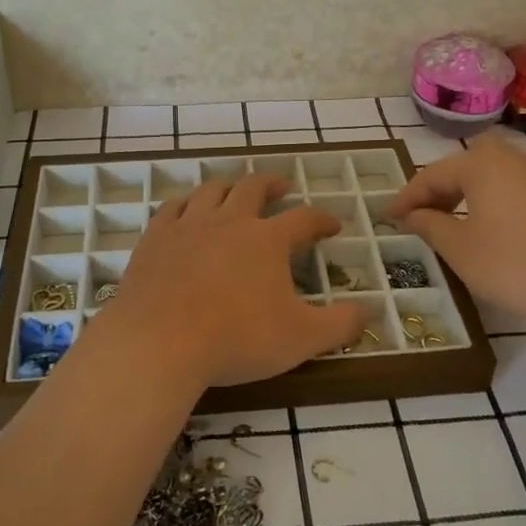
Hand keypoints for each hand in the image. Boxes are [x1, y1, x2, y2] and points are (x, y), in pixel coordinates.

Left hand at [95, 175, 367, 394]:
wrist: (160, 342)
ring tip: (235, 189)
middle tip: (282, 186)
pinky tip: (186, 207)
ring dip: (229, 185)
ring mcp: (188, 225)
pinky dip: (185, 202)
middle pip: (253, 189)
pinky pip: (172, 207)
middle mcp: (230, 221)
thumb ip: (340, 324)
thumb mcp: (301, 339)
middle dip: (272, 184)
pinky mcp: (155, 238)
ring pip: (212, 190)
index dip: (321, 219)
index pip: (303, 219)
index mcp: (267, 240)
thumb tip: (369, 311)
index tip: (332, 224)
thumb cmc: (237, 339)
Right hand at [384, 134, 525, 327]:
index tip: (387, 216)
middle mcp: (513, 160)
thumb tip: (413, 214)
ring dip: (469, 197)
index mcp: (482, 165)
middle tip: (421, 216)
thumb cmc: (517, 263)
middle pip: (465, 168)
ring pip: (494, 179)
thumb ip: (431, 226)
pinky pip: (517, 192)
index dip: (407, 198)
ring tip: (456, 225)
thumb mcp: (461, 249)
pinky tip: (498, 233)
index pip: (432, 175)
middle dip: (440, 190)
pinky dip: (497, 205)